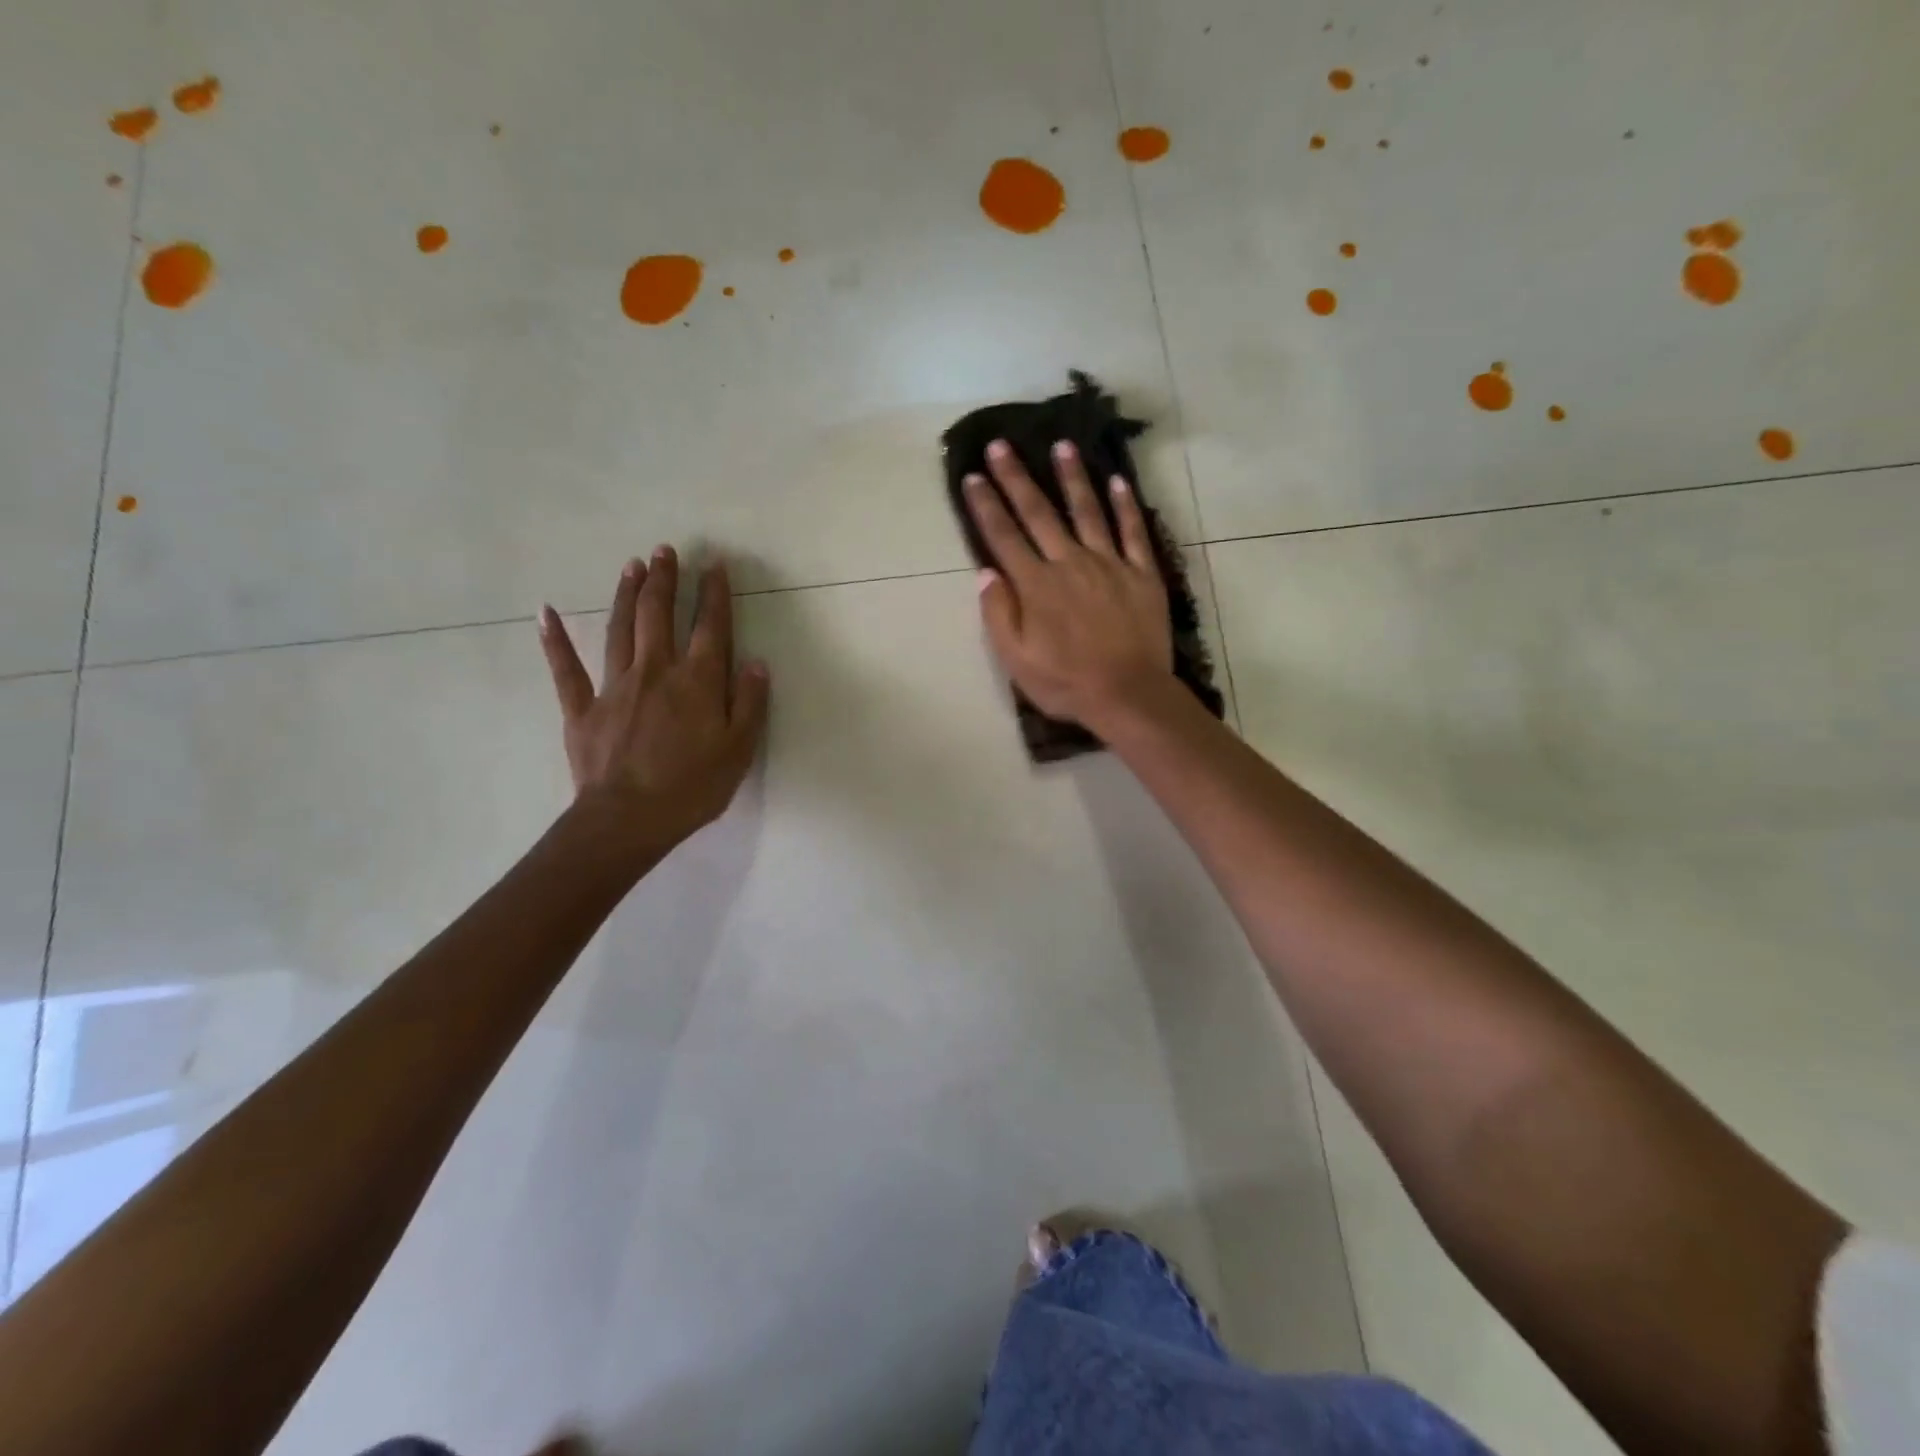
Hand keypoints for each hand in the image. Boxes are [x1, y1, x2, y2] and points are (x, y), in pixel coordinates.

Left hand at [538, 547, 768, 851]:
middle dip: (664, 580)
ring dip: (626, 594)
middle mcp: (656, 671)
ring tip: (631, 565)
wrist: (628, 819)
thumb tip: (755, 662)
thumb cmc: (693, 787)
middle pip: (659, 615)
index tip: (715, 564)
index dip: (714, 594)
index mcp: (697, 681)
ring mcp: (615, 687)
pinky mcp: (583, 709)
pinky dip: (555, 640)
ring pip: (620, 629)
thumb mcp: (739, 749)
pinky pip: (566, 669)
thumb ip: (749, 703)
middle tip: (665, 550)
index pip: (710, 627)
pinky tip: (546, 612)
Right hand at [964, 438, 1172, 729]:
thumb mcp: (1016, 660)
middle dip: (1017, 478)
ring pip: (1087, 510)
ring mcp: (1109, 564)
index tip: (973, 476)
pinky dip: (1126, 505)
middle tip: (1002, 445)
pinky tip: (1118, 481)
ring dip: (1072, 477)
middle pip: (1039, 513)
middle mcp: (1070, 563)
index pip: (1004, 536)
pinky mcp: (1142, 574)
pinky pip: (1133, 532)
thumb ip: (999, 613)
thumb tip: (985, 572)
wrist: (1128, 694)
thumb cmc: (1066, 682)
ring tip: (1062, 445)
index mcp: (1036, 585)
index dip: (986, 505)